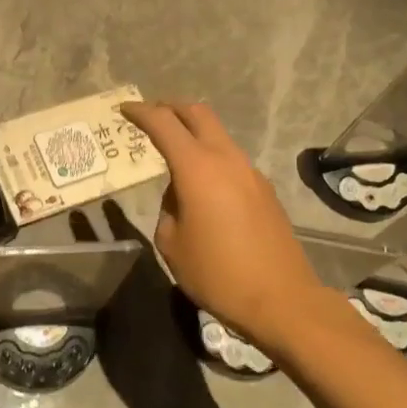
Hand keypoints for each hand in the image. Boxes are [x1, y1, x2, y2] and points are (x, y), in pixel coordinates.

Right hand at [119, 101, 325, 350]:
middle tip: (151, 114)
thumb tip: (179, 195)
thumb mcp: (172, 244)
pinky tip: (202, 184)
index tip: (124, 109)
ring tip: (173, 152)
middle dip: (171, 107)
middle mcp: (225, 158)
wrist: (282, 300)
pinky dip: (210, 156)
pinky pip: (230, 159)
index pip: (163, 123)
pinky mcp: (264, 189)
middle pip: (197, 113)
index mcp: (197, 168)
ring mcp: (250, 171)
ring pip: (217, 134)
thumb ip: (168, 208)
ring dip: (193, 132)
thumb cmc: (217, 273)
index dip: (141, 112)